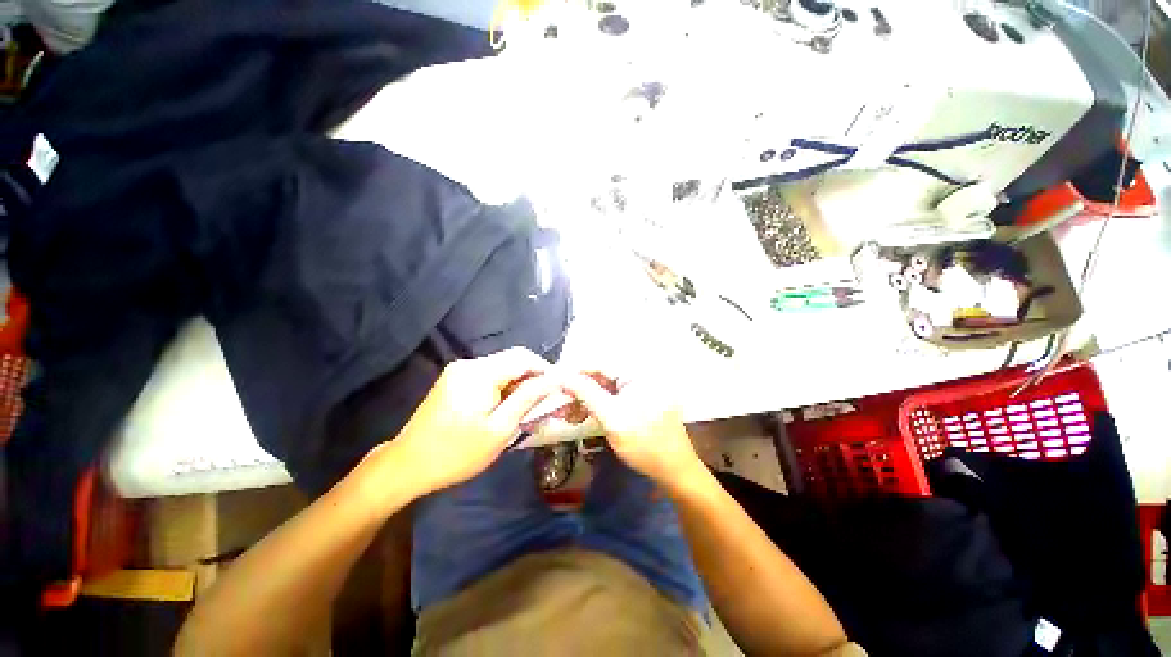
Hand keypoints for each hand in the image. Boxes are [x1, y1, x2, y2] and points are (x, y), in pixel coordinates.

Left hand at [377, 348, 556, 495]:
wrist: (407, 466)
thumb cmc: (457, 452)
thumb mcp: (499, 429)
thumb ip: (528, 398)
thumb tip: (553, 379)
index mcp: (480, 373)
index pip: (523, 357)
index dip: (544, 369)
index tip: (556, 390)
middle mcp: (468, 364)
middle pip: (512, 360)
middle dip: (531, 378)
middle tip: (541, 404)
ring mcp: (458, 371)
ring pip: (501, 368)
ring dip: (517, 384)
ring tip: (523, 409)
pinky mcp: (453, 380)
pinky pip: (487, 375)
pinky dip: (502, 387)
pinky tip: (502, 408)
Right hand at [560, 371, 707, 490]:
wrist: (674, 471)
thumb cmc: (644, 442)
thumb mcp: (611, 417)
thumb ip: (586, 393)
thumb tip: (563, 376)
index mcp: (636, 374)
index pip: (599, 365)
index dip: (575, 372)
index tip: (554, 381)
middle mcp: (638, 377)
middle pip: (601, 377)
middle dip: (579, 390)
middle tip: (560, 405)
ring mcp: (640, 391)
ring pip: (605, 390)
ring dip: (586, 400)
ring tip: (569, 415)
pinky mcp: (639, 404)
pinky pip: (613, 399)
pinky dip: (597, 407)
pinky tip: (584, 417)